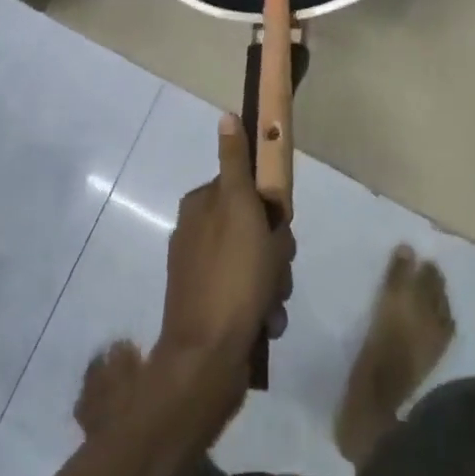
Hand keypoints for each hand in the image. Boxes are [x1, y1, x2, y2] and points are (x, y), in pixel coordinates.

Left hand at [156, 114, 295, 384]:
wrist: (208, 360)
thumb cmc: (232, 275)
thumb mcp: (240, 206)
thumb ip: (235, 162)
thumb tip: (224, 116)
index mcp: (200, 206)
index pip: (246, 189)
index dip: (268, 208)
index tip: (278, 225)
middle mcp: (196, 234)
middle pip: (253, 227)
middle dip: (274, 249)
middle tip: (278, 265)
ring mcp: (202, 274)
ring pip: (255, 263)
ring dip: (272, 281)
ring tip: (273, 302)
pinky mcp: (209, 309)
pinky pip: (247, 296)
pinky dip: (260, 306)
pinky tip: (265, 323)